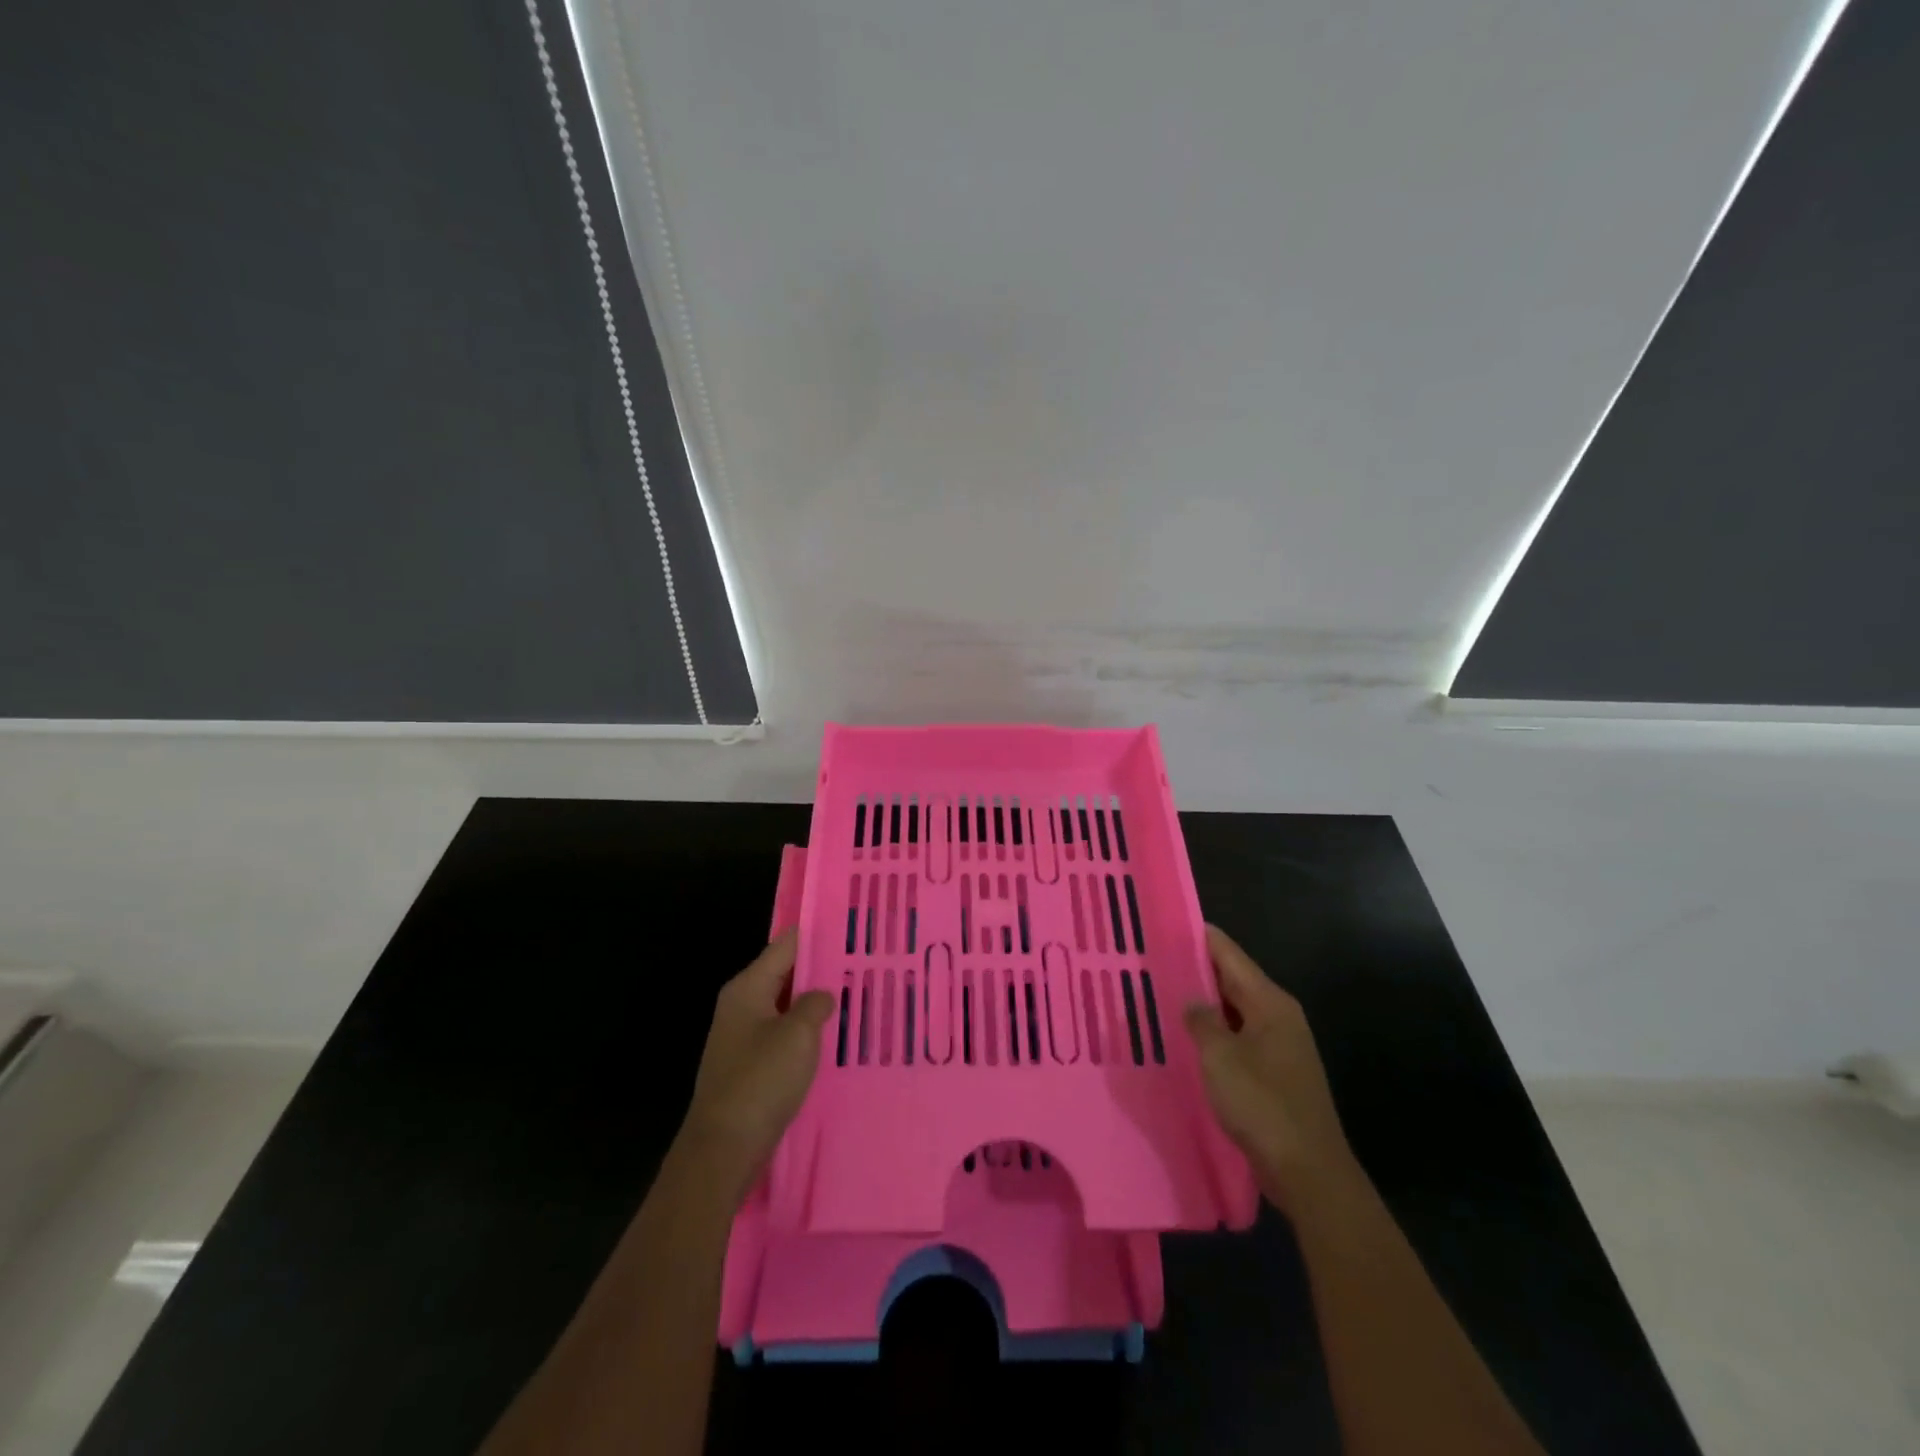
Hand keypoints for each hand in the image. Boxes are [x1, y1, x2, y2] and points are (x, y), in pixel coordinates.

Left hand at [679, 930, 834, 1193]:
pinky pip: (782, 1034)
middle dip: (819, 968)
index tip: (848, 927)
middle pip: (785, 974)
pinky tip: (832, 1036)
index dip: (815, 934)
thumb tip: (822, 996)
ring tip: (854, 995)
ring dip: (814, 1002)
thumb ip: (815, 1004)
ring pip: (786, 1006)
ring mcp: (743, 1036)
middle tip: (861, 962)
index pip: (785, 946)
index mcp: (748, 988)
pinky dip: (805, 1030)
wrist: (724, 1147)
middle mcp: (741, 1005)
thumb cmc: (761, 1081)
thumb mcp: (798, 1034)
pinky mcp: (749, 1064)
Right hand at [1185, 924, 1355, 1209]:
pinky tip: (1187, 1040)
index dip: (1199, 937)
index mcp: (1270, 1002)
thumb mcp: (1220, 1057)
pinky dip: (1215, 1033)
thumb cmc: (1262, 1105)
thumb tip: (1192, 1000)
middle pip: (1233, 980)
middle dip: (1196, 970)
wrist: (1308, 1172)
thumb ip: (1201, 1020)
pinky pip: (1238, 1038)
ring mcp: (1280, 1046)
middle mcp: (1278, 1016)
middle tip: (1153, 960)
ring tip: (1161, 995)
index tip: (1165, 924)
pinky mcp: (1275, 1073)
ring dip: (1204, 1005)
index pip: (1229, 954)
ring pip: (1234, 1011)